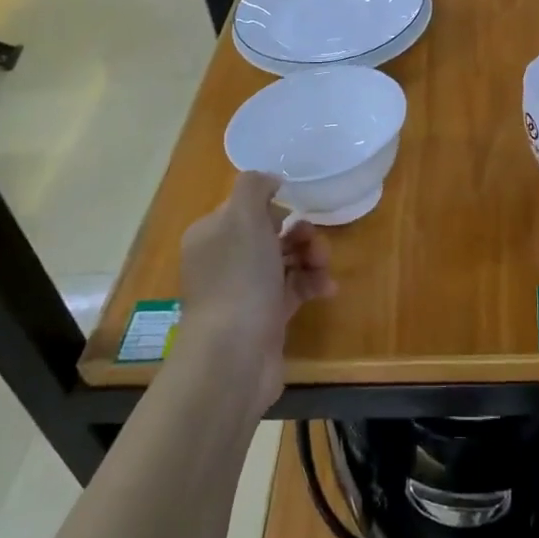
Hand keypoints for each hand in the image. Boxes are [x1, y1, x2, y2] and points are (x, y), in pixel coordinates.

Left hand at [177, 172, 335, 414]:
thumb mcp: (242, 218)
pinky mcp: (265, 317)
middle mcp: (224, 260)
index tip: (293, 211)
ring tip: (323, 267)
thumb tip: (270, 179)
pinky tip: (327, 288)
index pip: (245, 207)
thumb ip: (254, 187)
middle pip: (269, 232)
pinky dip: (312, 284)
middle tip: (314, 241)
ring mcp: (244, 291)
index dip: (272, 206)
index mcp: (211, 234)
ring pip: (285, 260)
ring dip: (311, 257)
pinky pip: (294, 289)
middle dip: (299, 232)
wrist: (234, 358)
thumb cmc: (239, 280)